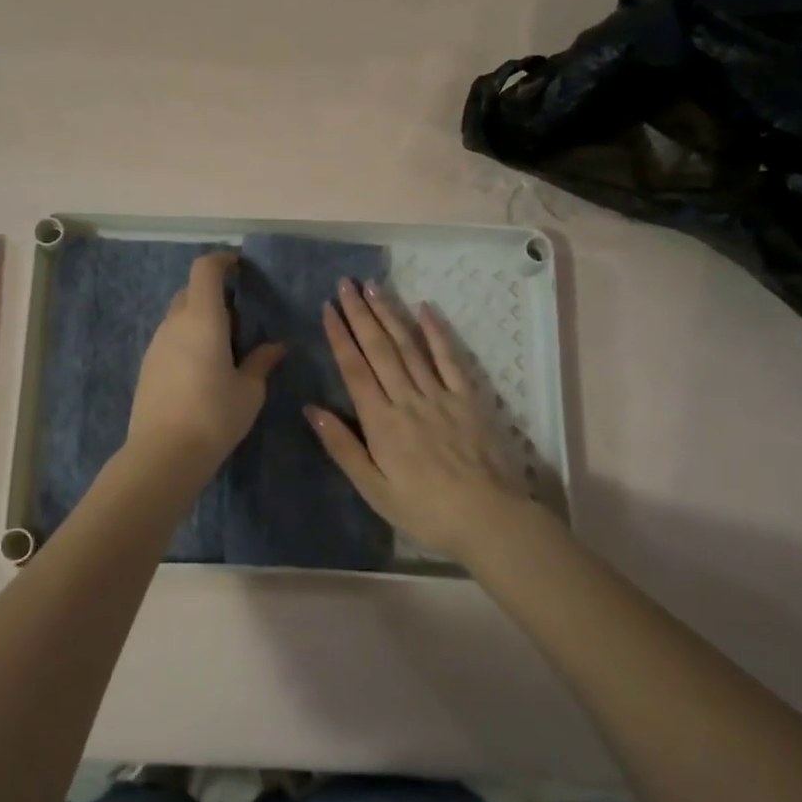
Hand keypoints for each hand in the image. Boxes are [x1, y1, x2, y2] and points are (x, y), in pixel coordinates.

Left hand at [127, 251, 284, 479]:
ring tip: (223, 344)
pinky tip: (202, 367)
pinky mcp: (147, 366)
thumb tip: (277, 346)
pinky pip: (169, 339)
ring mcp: (156, 345)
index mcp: (203, 319)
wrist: (164, 454)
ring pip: (178, 316)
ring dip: (199, 317)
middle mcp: (175, 323)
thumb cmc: (214, 416)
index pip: (205, 270)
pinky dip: (186, 339)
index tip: (239, 265)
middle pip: (190, 291)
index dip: (222, 260)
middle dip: (213, 292)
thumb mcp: (249, 391)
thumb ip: (262, 362)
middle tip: (238, 314)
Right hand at [310, 279, 535, 563]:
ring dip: (390, 314)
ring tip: (374, 287)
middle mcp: (407, 399)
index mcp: (381, 422)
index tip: (328, 308)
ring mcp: (440, 395)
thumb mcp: (374, 489)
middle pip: (379, 349)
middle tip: (346, 284)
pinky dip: (436, 332)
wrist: (488, 518)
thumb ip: (343, 447)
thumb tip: (312, 409)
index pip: (354, 369)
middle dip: (360, 314)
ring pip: (409, 346)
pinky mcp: (468, 398)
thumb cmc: (424, 510)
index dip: (340, 336)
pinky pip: (450, 359)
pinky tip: (425, 308)